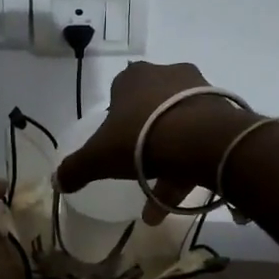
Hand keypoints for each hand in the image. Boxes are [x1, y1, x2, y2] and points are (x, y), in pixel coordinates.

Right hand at [57, 62, 257, 221]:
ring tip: (161, 204)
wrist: (201, 139)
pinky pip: (201, 138)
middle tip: (139, 172)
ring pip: (177, 127)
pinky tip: (184, 195)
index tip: (116, 145)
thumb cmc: (141, 138)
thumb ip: (76, 169)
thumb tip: (56, 182)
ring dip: (168, 162)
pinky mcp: (222, 110)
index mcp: (133, 78)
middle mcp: (167, 75)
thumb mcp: (98, 157)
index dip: (116, 119)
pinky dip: (191, 164)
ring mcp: (198, 90)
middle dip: (144, 143)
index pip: (119, 93)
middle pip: (151, 110)